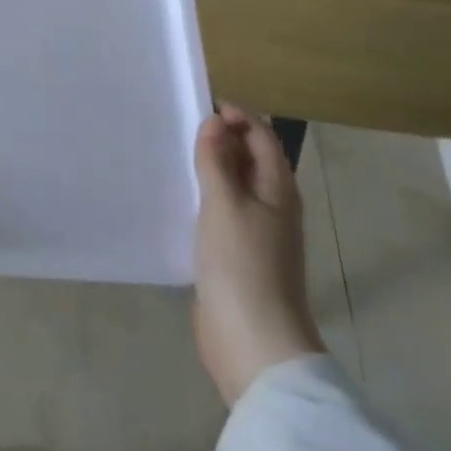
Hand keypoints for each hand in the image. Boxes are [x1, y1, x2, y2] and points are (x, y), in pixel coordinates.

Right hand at [192, 105, 324, 404]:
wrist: (253, 342)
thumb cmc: (242, 265)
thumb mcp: (225, 204)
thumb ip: (217, 161)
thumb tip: (214, 121)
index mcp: (278, 189)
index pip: (261, 136)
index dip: (235, 116)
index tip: (196, 108)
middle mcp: (272, 206)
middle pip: (249, 159)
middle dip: (220, 140)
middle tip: (178, 129)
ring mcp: (256, 233)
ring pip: (234, 187)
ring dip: (209, 169)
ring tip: (173, 157)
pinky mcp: (237, 256)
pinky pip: (221, 213)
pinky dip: (204, 198)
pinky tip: (177, 200)